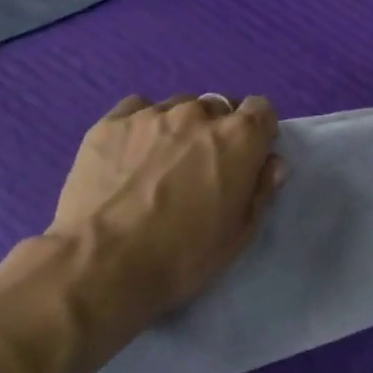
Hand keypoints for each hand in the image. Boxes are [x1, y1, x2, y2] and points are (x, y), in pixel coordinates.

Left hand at [48, 93, 284, 347]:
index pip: (262, 109)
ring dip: (180, 127)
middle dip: (217, 131)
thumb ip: (261, 191)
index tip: (249, 156)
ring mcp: (151, 114)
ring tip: (162, 162)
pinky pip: (137, 109)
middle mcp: (197, 114)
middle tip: (202, 167)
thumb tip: (271, 163)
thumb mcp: (238, 235)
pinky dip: (142, 125)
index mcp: (237, 138)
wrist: (100, 265)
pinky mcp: (110, 123)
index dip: (258, 131)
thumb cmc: (181, 257)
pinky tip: (131, 154)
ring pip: (178, 107)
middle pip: (218, 108)